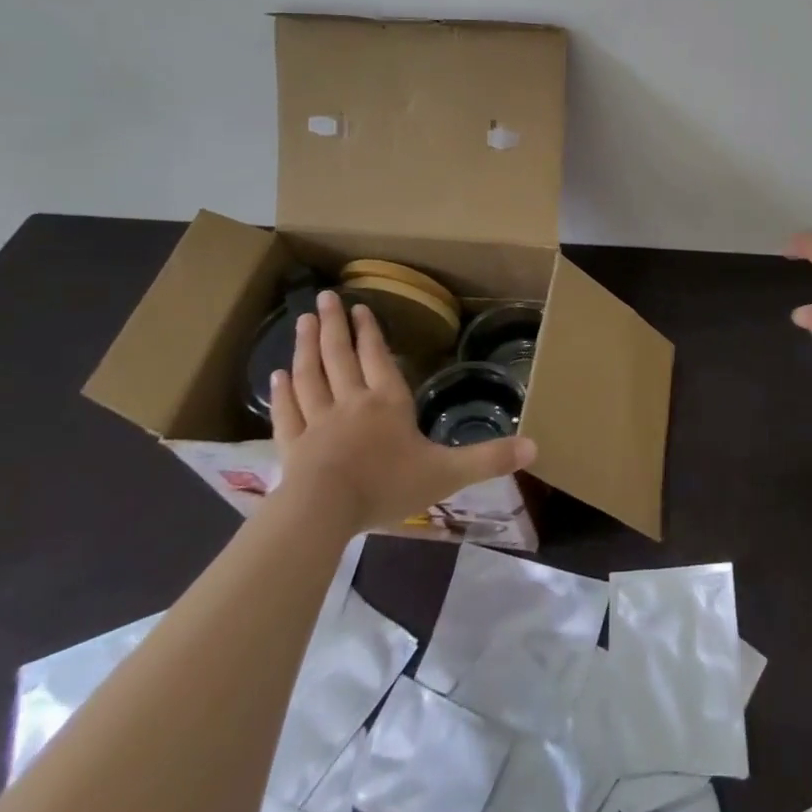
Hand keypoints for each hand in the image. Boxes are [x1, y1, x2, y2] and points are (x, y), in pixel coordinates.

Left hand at [271, 290, 536, 532]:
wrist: (323, 513)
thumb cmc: (387, 486)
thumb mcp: (447, 473)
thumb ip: (489, 459)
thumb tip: (535, 447)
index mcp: (387, 402)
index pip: (376, 358)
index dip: (369, 332)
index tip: (359, 307)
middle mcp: (351, 402)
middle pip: (339, 356)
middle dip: (333, 325)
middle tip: (322, 298)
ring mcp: (317, 422)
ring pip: (310, 375)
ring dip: (306, 346)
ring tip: (301, 321)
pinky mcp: (292, 445)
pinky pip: (287, 411)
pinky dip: (282, 391)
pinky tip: (277, 375)